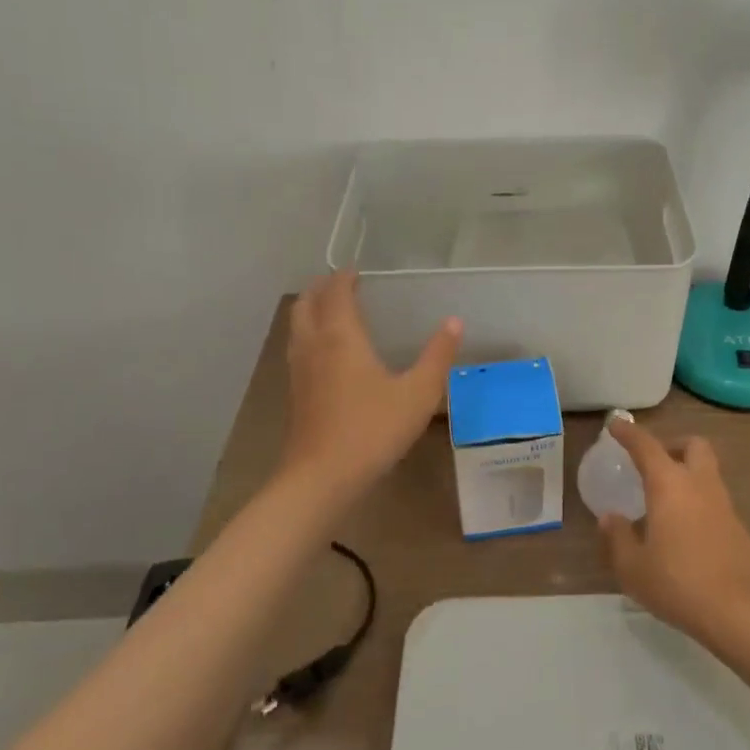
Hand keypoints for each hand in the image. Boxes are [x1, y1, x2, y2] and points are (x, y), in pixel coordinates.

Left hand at [278, 271, 461, 505]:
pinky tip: (326, 353)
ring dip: (310, 309)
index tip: (356, 270)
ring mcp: (299, 371)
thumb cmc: (372, 430)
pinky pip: (297, 348)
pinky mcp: (294, 394)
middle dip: (320, 288)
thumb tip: (454, 322)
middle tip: (340, 283)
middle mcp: (314, 346)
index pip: (336, 293)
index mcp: (341, 337)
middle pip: (306, 304)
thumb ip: (437, 356)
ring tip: (330, 309)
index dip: (344, 277)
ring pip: (297, 327)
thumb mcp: (418, 393)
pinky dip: (308, 334)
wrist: (321, 479)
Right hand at [598, 416, 749, 641]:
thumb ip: (617, 537)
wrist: (738, 611)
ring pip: (708, 471)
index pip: (646, 446)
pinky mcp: (738, 527)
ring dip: (688, 473)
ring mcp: (723, 504)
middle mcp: (699, 484)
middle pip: (693, 445)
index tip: (616, 425)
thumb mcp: (632, 567)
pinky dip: (699, 501)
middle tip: (654, 462)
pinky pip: (715, 500)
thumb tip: (610, 518)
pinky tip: (685, 529)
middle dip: (673, 445)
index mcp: (669, 484)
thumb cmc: (677, 582)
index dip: (629, 433)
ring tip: (665, 499)